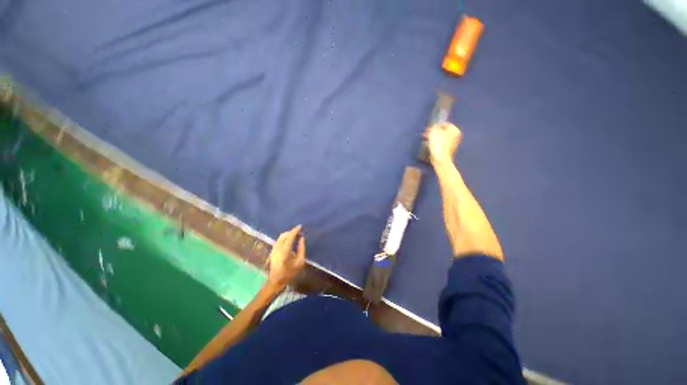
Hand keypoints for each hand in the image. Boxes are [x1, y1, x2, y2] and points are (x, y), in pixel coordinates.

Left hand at [266, 225, 305, 288]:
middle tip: (300, 233)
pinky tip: (290, 241)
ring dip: (289, 234)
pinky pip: (279, 240)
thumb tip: (302, 238)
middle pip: (285, 234)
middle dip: (292, 232)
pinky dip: (285, 238)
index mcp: (285, 250)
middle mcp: (278, 247)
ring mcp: (274, 248)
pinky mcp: (273, 250)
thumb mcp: (300, 261)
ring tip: (296, 236)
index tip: (301, 226)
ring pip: (281, 236)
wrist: (276, 280)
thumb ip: (302, 248)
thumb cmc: (289, 272)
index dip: (296, 230)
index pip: (290, 236)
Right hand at [424, 122, 461, 164]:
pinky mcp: (447, 150)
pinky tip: (430, 146)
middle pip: (442, 131)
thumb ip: (434, 127)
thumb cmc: (438, 145)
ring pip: (441, 138)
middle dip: (434, 132)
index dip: (436, 126)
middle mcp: (455, 136)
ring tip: (426, 139)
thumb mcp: (434, 132)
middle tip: (427, 134)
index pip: (444, 124)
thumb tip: (434, 126)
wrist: (440, 159)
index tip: (429, 129)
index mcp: (454, 130)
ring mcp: (452, 144)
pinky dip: (435, 144)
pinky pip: (440, 144)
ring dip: (433, 138)